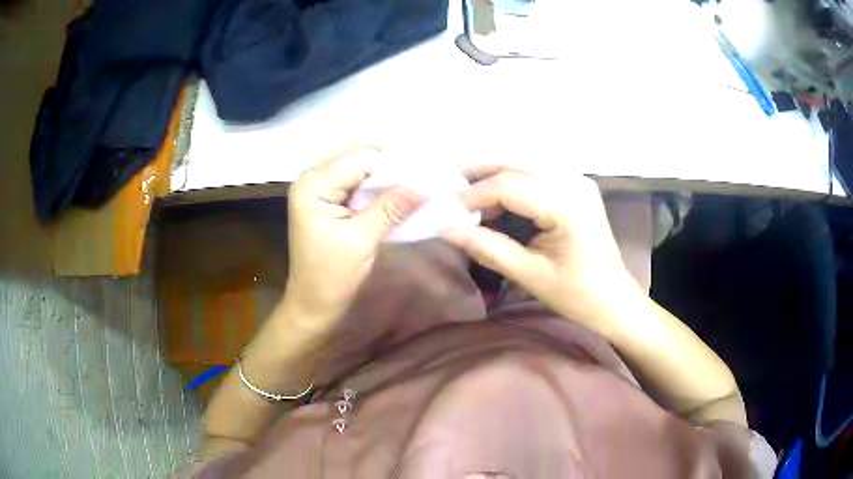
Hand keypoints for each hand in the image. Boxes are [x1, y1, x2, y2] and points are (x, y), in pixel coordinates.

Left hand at [283, 146, 424, 329]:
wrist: (312, 303)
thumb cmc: (331, 276)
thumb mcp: (362, 241)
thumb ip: (391, 208)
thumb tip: (425, 185)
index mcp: (313, 185)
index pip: (360, 158)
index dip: (393, 164)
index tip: (424, 175)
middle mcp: (311, 177)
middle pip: (354, 152)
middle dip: (386, 161)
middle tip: (417, 174)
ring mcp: (316, 186)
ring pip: (353, 161)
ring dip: (380, 169)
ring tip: (409, 180)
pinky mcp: (324, 198)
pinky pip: (351, 177)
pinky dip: (372, 180)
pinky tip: (392, 189)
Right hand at [443, 165, 638, 329]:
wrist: (615, 301)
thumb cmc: (578, 295)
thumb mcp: (531, 275)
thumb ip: (488, 249)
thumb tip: (447, 229)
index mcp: (567, 205)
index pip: (509, 185)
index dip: (473, 195)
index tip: (444, 209)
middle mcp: (574, 182)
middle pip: (516, 163)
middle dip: (478, 168)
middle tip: (445, 177)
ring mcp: (577, 181)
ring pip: (525, 163)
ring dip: (492, 172)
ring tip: (462, 188)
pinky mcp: (576, 187)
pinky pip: (536, 174)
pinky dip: (510, 181)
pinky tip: (492, 197)